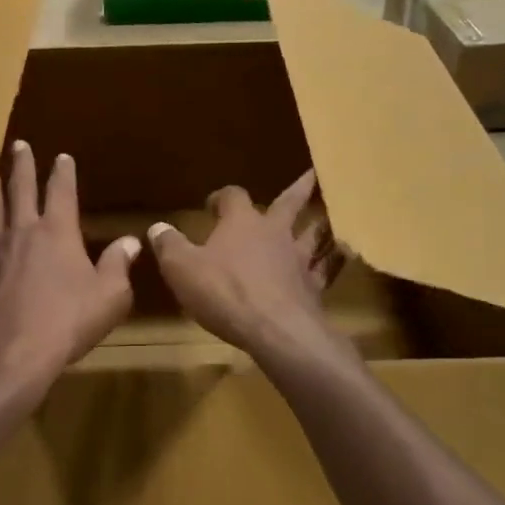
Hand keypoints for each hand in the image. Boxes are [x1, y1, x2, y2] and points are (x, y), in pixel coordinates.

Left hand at [0, 140, 140, 404]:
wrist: (12, 355)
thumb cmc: (68, 322)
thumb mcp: (109, 296)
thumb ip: (118, 265)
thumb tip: (131, 241)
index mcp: (57, 232)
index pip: (61, 192)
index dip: (63, 172)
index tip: (62, 156)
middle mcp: (23, 233)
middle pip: (20, 190)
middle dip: (21, 166)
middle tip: (17, 145)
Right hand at [148, 169, 353, 375]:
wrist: (276, 331)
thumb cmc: (224, 292)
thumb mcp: (182, 268)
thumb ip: (169, 245)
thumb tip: (157, 227)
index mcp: (241, 223)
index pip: (233, 196)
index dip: (222, 197)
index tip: (213, 203)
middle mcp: (274, 233)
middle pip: (289, 203)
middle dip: (299, 188)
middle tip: (315, 173)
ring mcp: (298, 260)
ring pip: (315, 233)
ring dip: (322, 223)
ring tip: (334, 214)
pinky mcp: (314, 288)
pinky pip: (328, 269)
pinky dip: (336, 260)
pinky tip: (347, 255)